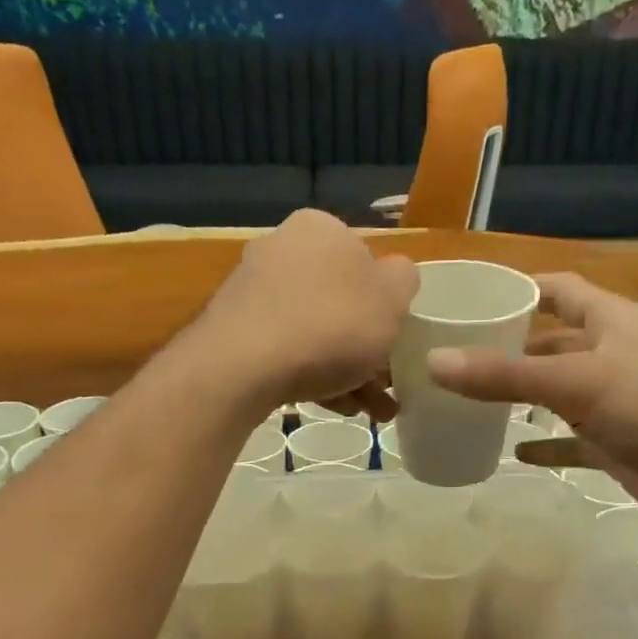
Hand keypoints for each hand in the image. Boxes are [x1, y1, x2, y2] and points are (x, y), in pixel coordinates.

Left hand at [198, 210, 417, 418]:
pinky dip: (311, 375)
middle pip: (339, 301)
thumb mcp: (393, 298)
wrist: (244, 366)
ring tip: (365, 410)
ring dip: (345, 370)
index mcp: (321, 228)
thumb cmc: (331, 324)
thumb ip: (403, 280)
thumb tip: (393, 277)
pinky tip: (330, 405)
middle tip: (384, 389)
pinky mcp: (234, 329)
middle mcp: (282, 248)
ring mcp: (253, 289)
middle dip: (366, 348)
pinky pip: (286, 350)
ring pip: (315, 331)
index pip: (365, 261)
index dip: (385, 304)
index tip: (395, 342)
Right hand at [426, 272, 637, 543]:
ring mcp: (616, 403)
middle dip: (510, 348)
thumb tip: (433, 363)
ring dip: (523, 397)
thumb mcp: (578, 381)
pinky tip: (512, 452)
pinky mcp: (618, 445)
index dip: (520, 290)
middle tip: (456, 358)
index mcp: (612, 321)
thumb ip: (506, 375)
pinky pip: (571, 441)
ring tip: (470, 402)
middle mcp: (613, 355)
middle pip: (553, 343)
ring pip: (559, 393)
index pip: (560, 291)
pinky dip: (545, 444)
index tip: (472, 298)